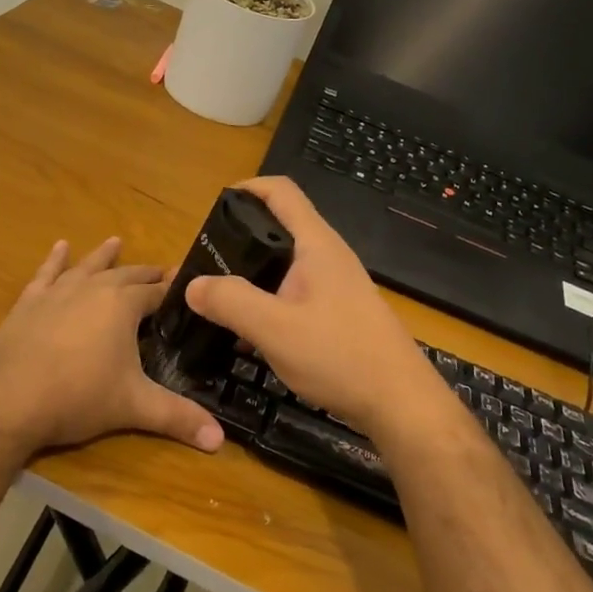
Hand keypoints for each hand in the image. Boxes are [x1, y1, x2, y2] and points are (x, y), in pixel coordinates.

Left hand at [0, 237, 224, 462]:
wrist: (6, 399)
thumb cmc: (77, 398)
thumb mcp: (134, 407)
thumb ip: (177, 418)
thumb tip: (219, 440)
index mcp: (123, 305)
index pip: (157, 292)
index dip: (175, 290)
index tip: (191, 286)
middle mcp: (92, 289)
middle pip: (126, 275)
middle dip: (145, 274)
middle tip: (161, 272)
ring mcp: (57, 292)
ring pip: (87, 267)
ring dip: (103, 256)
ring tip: (115, 241)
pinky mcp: (28, 302)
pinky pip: (46, 273)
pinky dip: (54, 260)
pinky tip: (60, 247)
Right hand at [184, 177, 454, 440]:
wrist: (401, 404)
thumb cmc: (340, 357)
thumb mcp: (274, 329)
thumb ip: (230, 302)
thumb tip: (192, 285)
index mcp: (316, 245)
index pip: (280, 191)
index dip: (246, 187)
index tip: (214, 207)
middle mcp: (327, 257)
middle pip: (278, 227)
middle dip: (238, 238)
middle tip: (205, 262)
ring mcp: (335, 286)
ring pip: (283, 266)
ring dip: (250, 276)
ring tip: (217, 300)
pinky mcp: (337, 313)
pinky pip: (292, 294)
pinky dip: (266, 303)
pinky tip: (246, 334)